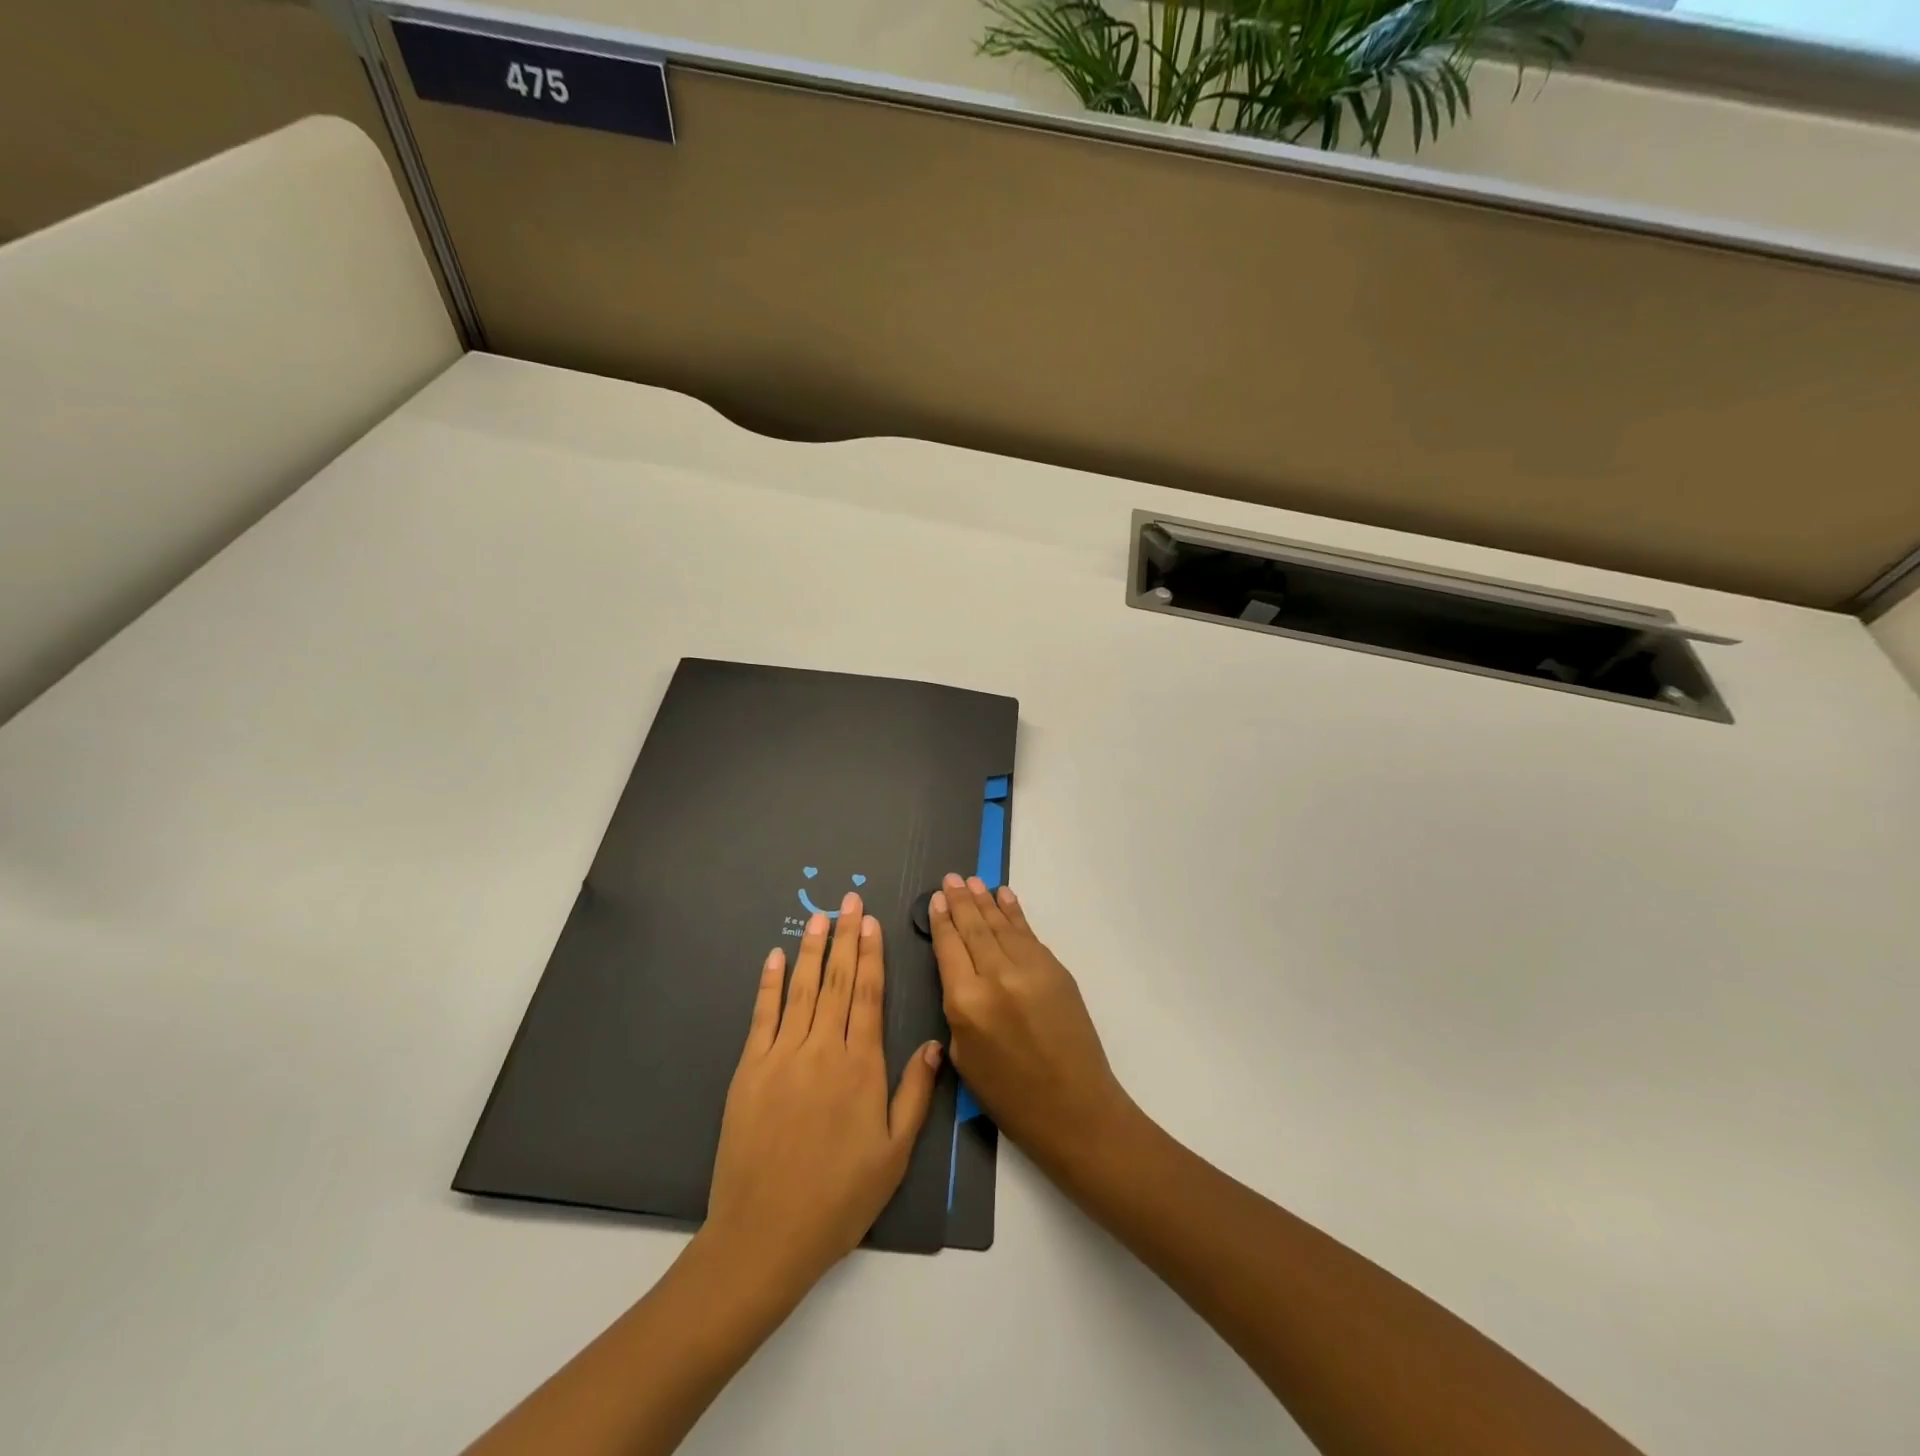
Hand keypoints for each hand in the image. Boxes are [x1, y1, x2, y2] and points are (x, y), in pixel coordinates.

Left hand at [704, 893, 941, 1293]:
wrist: (765, 1235)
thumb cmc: (839, 1198)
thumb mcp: (894, 1154)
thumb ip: (914, 1094)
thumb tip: (933, 1044)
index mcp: (861, 1067)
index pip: (867, 995)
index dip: (870, 954)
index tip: (871, 922)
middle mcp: (823, 1050)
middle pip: (836, 980)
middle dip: (845, 936)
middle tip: (849, 900)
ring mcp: (782, 1056)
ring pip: (801, 989)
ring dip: (811, 948)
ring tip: (820, 917)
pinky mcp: (750, 1070)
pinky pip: (762, 1015)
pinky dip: (769, 983)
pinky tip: (775, 957)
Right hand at [929, 875, 1132, 1174]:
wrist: (1075, 1109)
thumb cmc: (1011, 1097)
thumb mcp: (965, 1059)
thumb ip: (957, 1010)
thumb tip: (961, 975)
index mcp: (966, 1003)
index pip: (949, 948)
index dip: (941, 921)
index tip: (935, 899)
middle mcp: (996, 977)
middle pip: (974, 929)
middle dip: (960, 901)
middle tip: (951, 878)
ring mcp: (1030, 970)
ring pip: (1001, 926)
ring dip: (985, 901)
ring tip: (972, 881)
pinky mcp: (1056, 970)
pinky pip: (1028, 934)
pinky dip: (1015, 914)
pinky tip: (1004, 898)